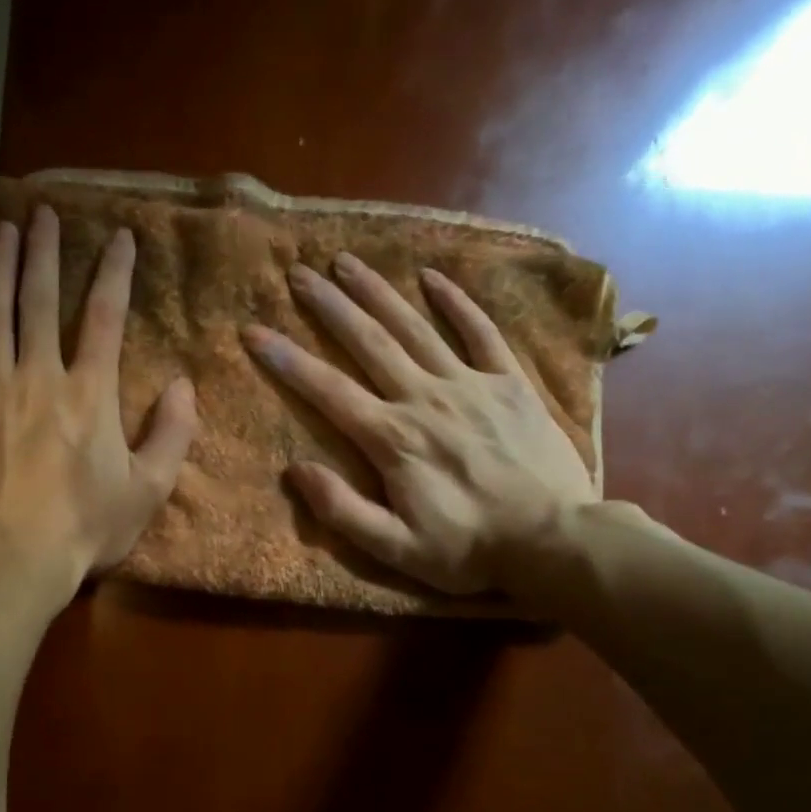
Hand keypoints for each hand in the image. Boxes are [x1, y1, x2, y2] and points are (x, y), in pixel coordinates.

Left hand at [0, 206, 197, 598]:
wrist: (13, 561)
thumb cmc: (86, 529)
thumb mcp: (148, 490)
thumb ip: (172, 434)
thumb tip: (184, 384)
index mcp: (90, 394)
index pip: (106, 317)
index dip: (115, 272)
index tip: (119, 236)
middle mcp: (39, 377)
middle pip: (41, 300)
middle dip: (44, 252)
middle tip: (42, 212)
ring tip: (2, 231)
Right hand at [241, 254, 597, 603]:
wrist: (556, 542)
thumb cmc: (468, 550)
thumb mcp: (395, 549)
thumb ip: (342, 510)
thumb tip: (296, 470)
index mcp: (392, 439)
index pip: (328, 391)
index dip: (287, 360)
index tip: (255, 331)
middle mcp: (425, 399)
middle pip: (369, 343)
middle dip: (330, 306)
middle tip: (299, 273)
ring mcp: (470, 384)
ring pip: (415, 328)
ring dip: (378, 292)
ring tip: (347, 260)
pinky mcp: (509, 382)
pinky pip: (480, 332)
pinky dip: (456, 302)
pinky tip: (431, 276)